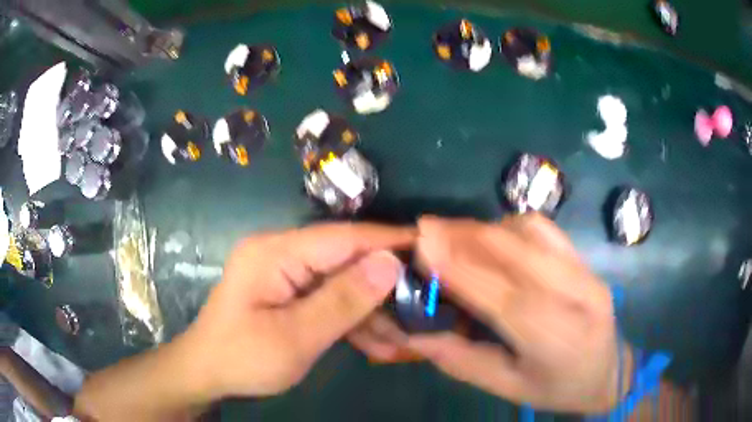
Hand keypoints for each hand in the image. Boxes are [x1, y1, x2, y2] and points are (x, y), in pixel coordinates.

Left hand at [181, 223, 412, 399]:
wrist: (207, 373)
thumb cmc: (243, 358)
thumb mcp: (295, 337)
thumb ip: (343, 300)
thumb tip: (390, 263)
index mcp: (275, 252)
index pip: (342, 237)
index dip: (386, 239)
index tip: (427, 245)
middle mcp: (280, 253)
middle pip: (344, 259)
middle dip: (382, 285)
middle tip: (422, 302)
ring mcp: (284, 273)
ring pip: (340, 283)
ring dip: (370, 311)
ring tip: (403, 338)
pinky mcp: (288, 292)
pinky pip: (327, 298)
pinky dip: (351, 320)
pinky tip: (377, 343)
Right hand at [350, 215, 627, 412]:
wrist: (608, 371)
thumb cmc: (557, 388)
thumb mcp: (508, 387)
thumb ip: (462, 361)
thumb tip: (416, 335)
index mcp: (556, 341)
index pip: (504, 297)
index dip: (461, 268)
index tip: (423, 244)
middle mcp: (576, 296)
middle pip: (518, 252)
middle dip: (466, 235)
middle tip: (426, 229)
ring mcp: (585, 272)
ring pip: (530, 232)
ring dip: (486, 228)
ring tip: (453, 236)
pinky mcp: (585, 259)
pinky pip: (544, 229)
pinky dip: (510, 226)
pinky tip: (493, 239)